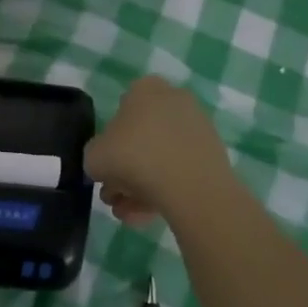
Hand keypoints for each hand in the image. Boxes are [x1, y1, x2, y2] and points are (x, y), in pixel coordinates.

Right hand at [86, 76, 241, 228]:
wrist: (191, 186)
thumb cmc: (135, 158)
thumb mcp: (94, 156)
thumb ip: (95, 156)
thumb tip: (104, 164)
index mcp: (146, 89)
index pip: (123, 107)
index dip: (111, 139)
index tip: (107, 164)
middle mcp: (175, 101)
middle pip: (142, 137)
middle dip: (125, 171)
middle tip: (114, 197)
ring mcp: (197, 128)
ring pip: (160, 158)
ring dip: (140, 187)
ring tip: (129, 214)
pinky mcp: (212, 156)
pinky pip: (180, 172)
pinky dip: (164, 191)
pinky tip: (147, 216)